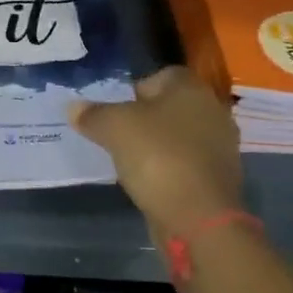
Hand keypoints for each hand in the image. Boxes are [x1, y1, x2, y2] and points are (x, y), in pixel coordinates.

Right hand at [71, 67, 243, 234]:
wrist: (198, 216)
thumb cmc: (157, 156)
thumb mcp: (113, 128)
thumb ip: (92, 114)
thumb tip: (73, 107)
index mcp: (191, 88)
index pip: (160, 76)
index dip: (134, 89)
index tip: (114, 111)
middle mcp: (212, 110)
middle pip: (170, 107)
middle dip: (144, 119)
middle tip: (116, 135)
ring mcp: (220, 146)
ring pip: (178, 136)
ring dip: (156, 145)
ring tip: (129, 161)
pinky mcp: (218, 177)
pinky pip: (185, 163)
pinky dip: (168, 169)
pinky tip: (148, 181)